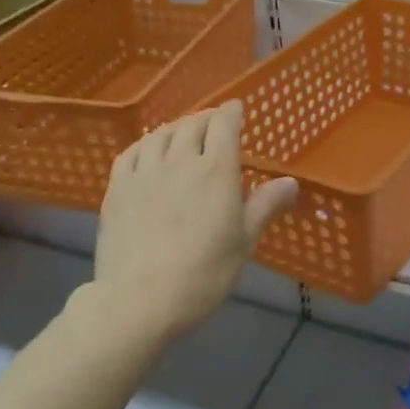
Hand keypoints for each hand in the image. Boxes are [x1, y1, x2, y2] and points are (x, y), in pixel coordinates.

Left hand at [93, 100, 298, 342]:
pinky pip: (132, 152)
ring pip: (161, 135)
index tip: (237, 108)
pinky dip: (145, 144)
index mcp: (216, 170)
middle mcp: (180, 160)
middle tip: (214, 124)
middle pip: (193, 125)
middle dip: (206, 119)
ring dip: (176, 128)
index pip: (224, 125)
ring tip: (183, 133)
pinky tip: (148, 150)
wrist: (140, 299)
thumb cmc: (203, 273)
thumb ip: (266, 205)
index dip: (232, 112)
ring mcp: (145, 172)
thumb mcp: (244, 241)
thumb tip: (292, 182)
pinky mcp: (117, 188)